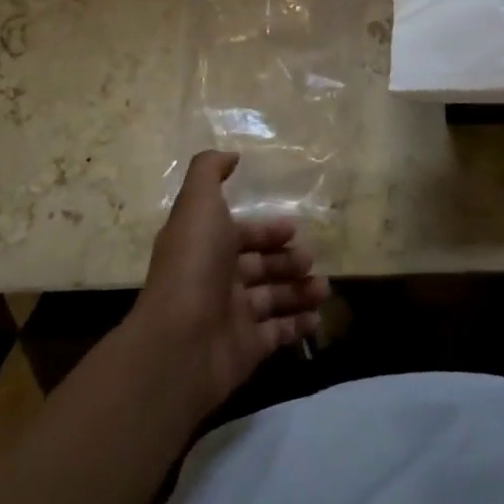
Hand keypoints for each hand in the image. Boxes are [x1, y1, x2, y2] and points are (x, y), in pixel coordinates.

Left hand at [129, 151, 327, 420]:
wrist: (180, 343)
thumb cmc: (194, 265)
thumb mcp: (198, 203)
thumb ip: (209, 171)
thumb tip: (230, 155)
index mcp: (205, 245)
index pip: (240, 234)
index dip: (266, 230)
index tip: (294, 229)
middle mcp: (216, 279)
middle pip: (259, 266)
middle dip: (287, 260)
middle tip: (310, 260)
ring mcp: (231, 316)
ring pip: (273, 298)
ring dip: (300, 291)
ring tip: (322, 288)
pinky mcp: (246, 348)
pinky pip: (278, 333)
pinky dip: (299, 324)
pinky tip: (318, 316)